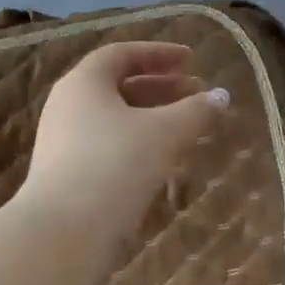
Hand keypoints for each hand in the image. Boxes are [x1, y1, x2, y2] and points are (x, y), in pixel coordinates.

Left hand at [18, 41, 227, 242]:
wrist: (64, 231)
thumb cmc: (116, 165)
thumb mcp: (164, 133)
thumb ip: (196, 111)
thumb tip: (223, 96)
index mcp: (84, 82)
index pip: (122, 54)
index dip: (159, 54)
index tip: (192, 60)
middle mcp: (67, 105)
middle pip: (117, 86)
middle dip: (160, 87)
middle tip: (195, 94)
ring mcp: (62, 141)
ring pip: (112, 118)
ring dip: (150, 118)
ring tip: (184, 129)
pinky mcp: (65, 173)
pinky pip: (105, 145)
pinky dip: (135, 143)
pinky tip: (160, 162)